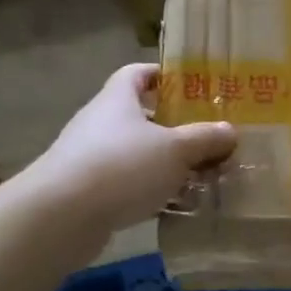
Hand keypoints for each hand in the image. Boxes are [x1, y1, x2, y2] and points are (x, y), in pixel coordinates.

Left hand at [29, 63, 236, 234]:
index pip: (137, 74)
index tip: (190, 85)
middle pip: (139, 116)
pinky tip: (174, 206)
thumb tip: (229, 131)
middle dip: (173, 126)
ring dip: (164, 163)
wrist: (60, 216)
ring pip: (135, 154)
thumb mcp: (175, 150)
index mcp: (118, 99)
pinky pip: (127, 185)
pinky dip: (150, 192)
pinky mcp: (87, 192)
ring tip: (200, 175)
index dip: (162, 75)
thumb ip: (204, 139)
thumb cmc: (122, 166)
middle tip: (206, 137)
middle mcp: (100, 123)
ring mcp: (90, 158)